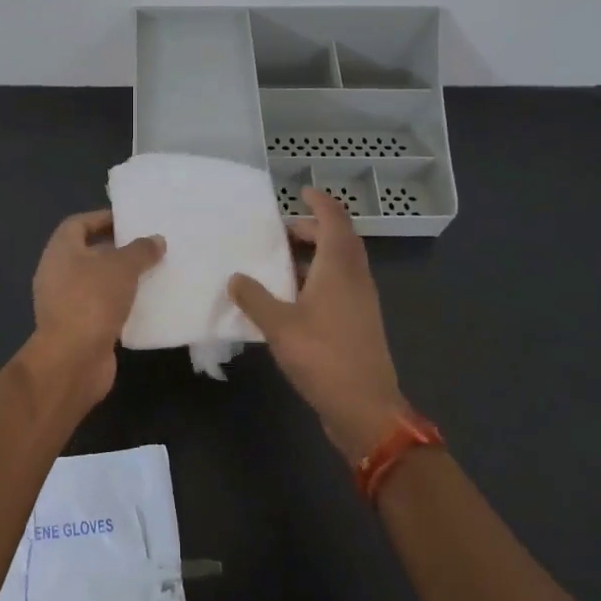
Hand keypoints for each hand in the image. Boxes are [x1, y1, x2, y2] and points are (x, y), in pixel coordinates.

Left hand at [23, 209, 164, 408]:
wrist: (73, 359)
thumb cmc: (92, 300)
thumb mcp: (122, 267)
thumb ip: (141, 250)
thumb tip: (156, 240)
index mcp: (60, 251)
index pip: (79, 224)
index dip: (103, 219)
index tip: (131, 221)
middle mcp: (57, 273)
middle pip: (88, 253)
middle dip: (117, 249)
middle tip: (148, 247)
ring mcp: (65, 303)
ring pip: (97, 282)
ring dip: (120, 278)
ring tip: (152, 273)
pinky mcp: (78, 327)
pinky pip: (101, 307)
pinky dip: (120, 304)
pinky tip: (145, 304)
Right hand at [230, 188, 413, 462]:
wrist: (365, 408)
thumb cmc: (324, 358)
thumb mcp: (279, 326)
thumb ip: (254, 298)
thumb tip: (236, 277)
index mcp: (340, 269)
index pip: (335, 220)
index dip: (320, 203)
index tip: (301, 192)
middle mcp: (355, 278)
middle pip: (340, 240)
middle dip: (314, 229)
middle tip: (282, 231)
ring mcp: (361, 302)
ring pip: (340, 264)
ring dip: (315, 255)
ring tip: (281, 262)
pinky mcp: (358, 323)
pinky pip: (338, 286)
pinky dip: (317, 279)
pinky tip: (291, 297)